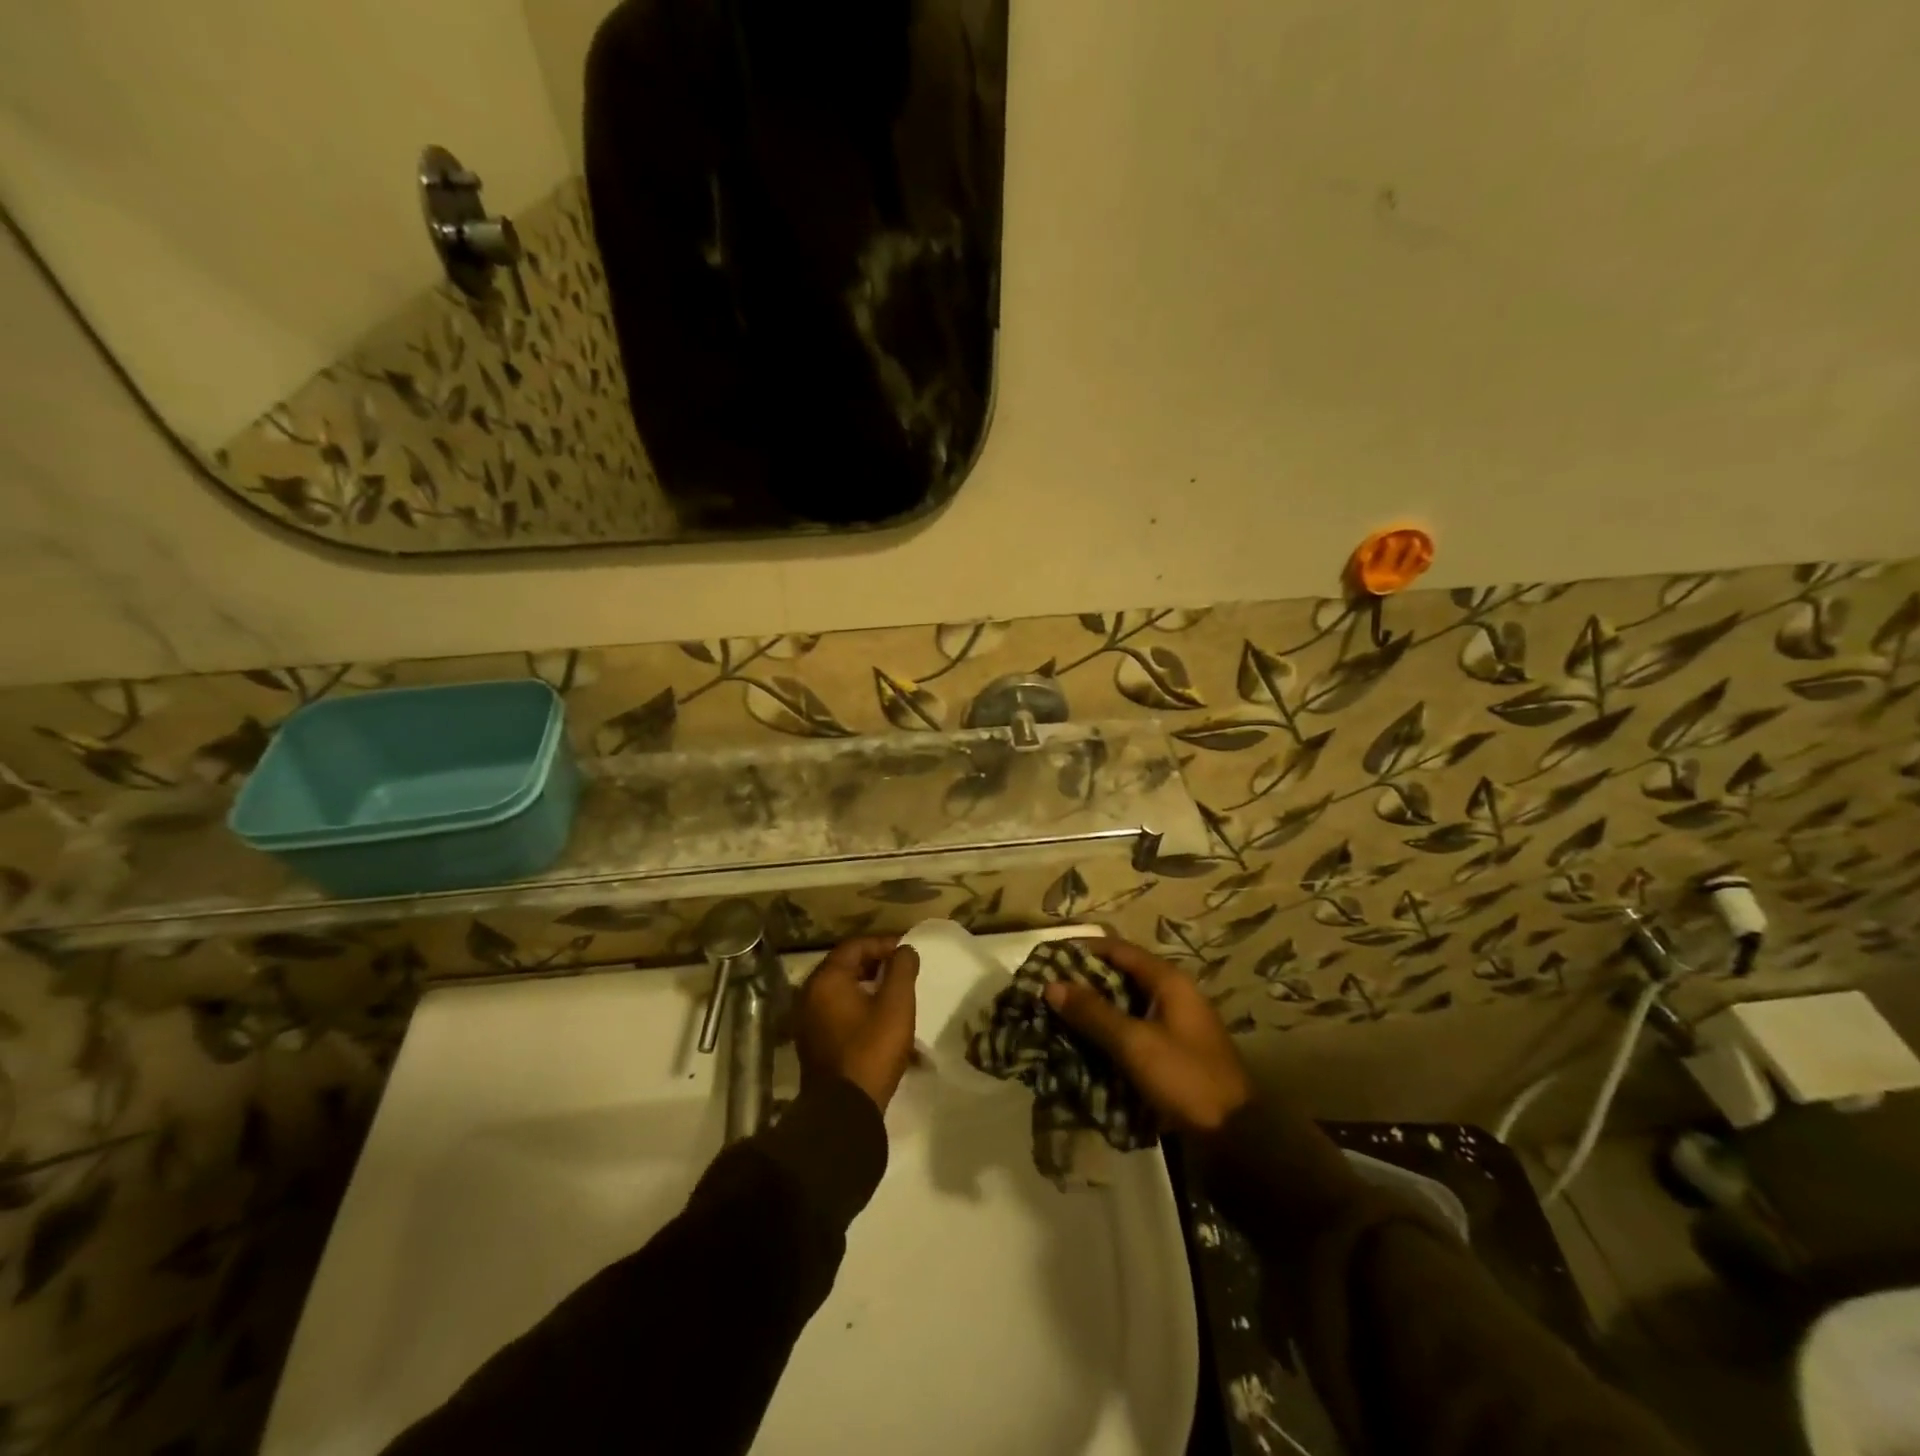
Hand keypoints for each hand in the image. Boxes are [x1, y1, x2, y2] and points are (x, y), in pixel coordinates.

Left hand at [793, 936, 919, 1112]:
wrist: (844, 1110)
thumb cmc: (872, 1049)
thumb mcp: (896, 1004)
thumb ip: (902, 969)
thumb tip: (904, 950)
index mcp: (826, 979)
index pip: (855, 946)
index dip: (883, 944)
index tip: (907, 952)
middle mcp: (809, 994)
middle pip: (845, 966)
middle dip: (876, 964)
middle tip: (902, 970)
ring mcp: (807, 1019)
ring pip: (840, 989)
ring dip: (867, 986)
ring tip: (894, 993)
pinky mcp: (812, 1041)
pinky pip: (836, 1010)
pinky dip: (857, 1005)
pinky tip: (878, 1018)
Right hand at [1043, 938, 1252, 1134]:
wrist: (1237, 1138)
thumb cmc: (1185, 1079)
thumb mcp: (1134, 1043)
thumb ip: (1093, 1012)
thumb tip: (1051, 984)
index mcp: (1168, 981)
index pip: (1117, 949)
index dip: (1081, 949)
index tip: (1048, 957)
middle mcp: (1173, 994)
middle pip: (1120, 975)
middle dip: (1084, 982)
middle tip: (1047, 991)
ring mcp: (1175, 1024)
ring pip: (1125, 1005)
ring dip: (1094, 1009)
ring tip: (1058, 1017)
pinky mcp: (1173, 1052)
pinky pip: (1133, 1030)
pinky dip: (1109, 1033)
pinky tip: (1084, 1045)